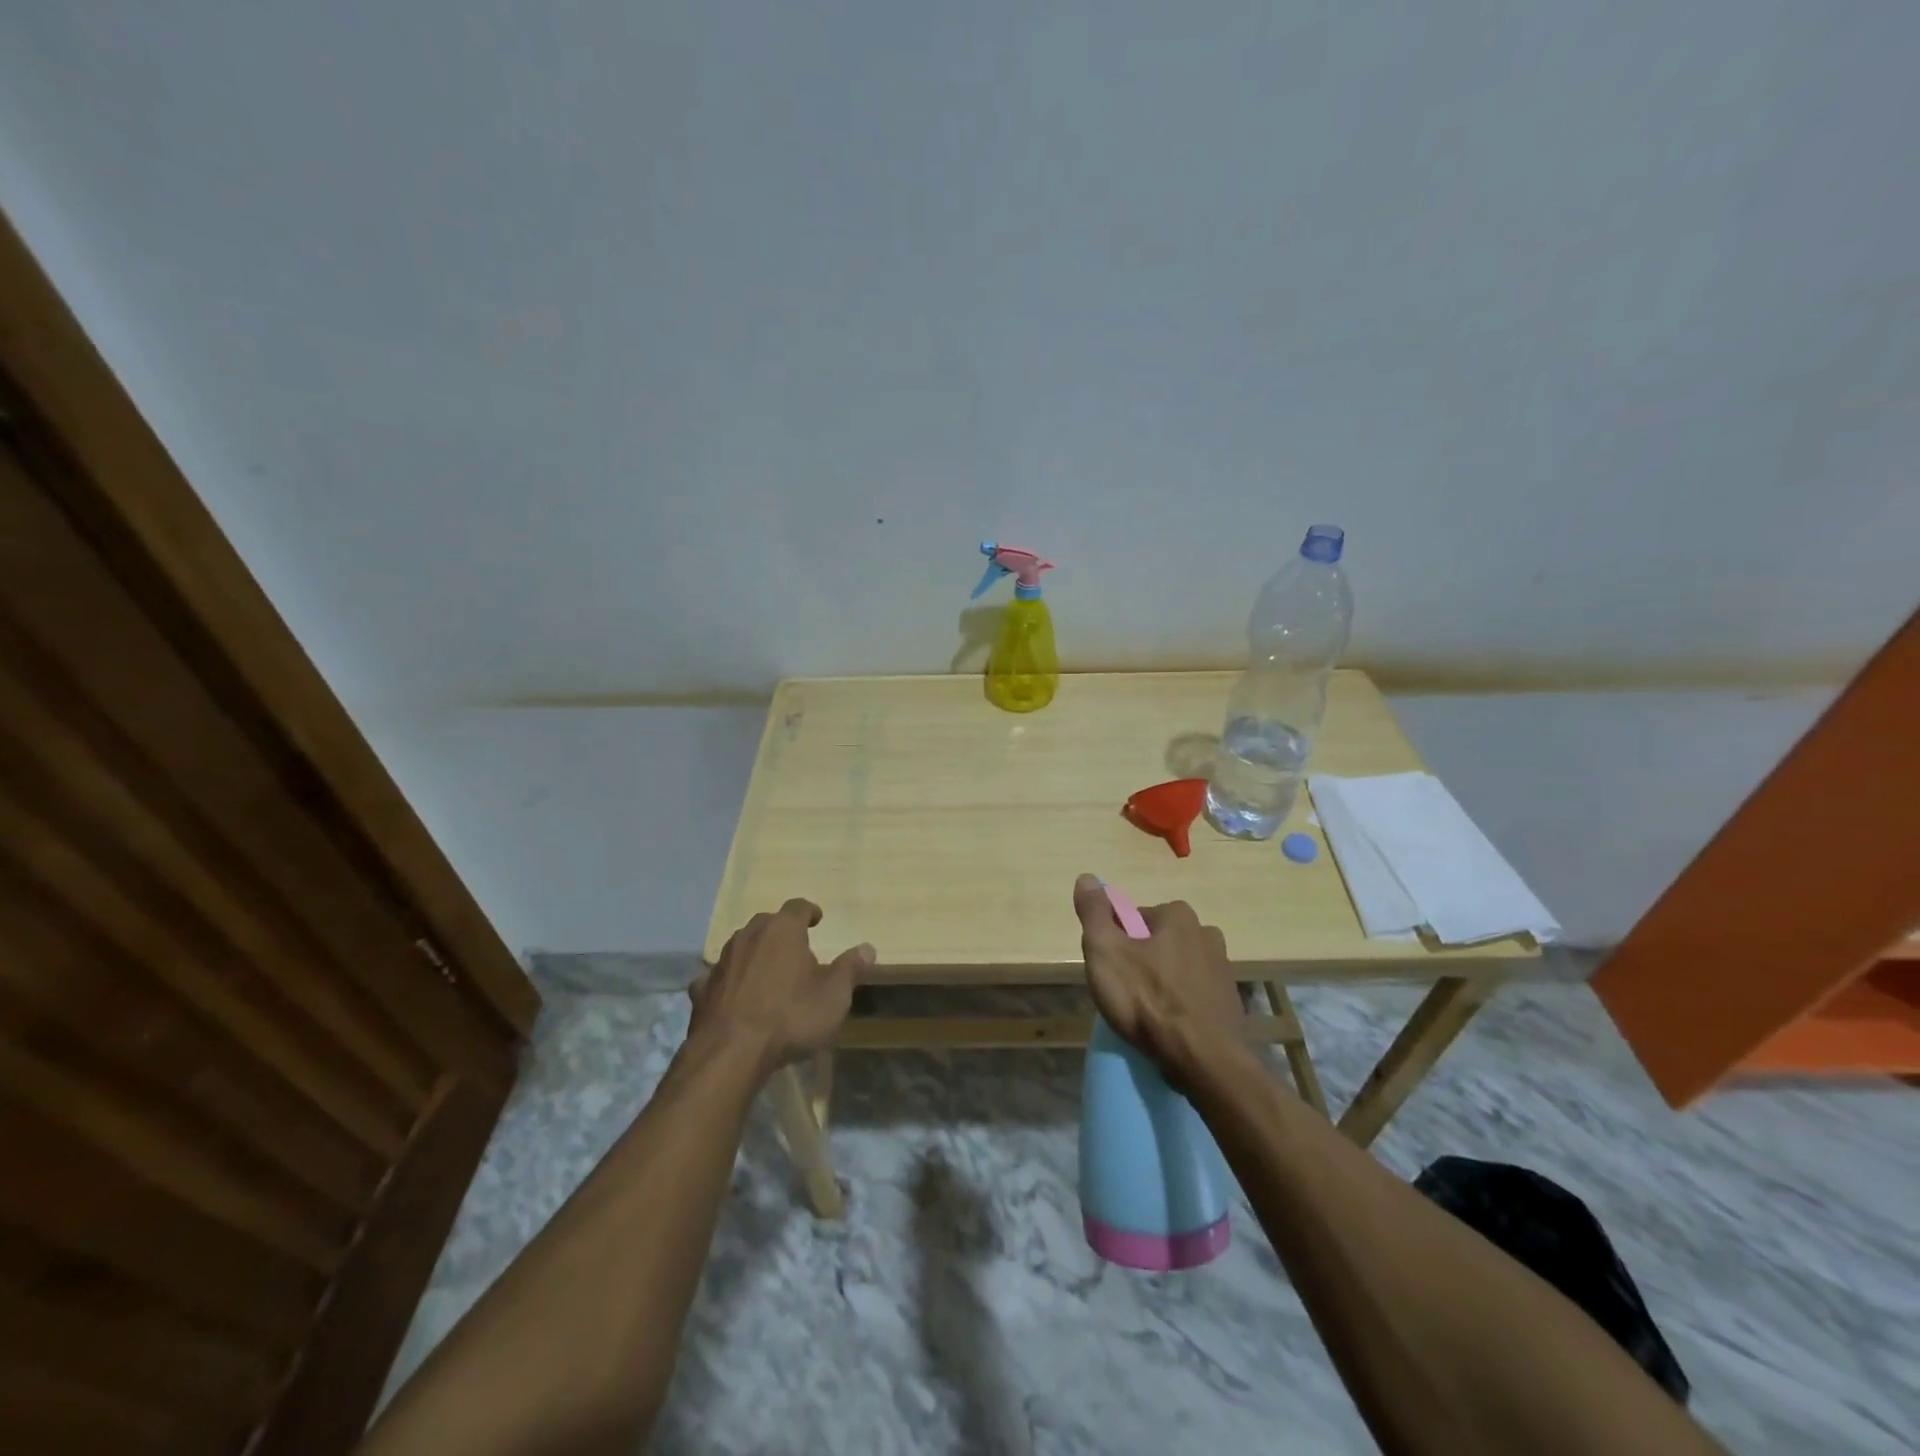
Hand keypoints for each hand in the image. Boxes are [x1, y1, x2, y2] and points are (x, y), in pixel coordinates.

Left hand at [690, 899, 872, 1074]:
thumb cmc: (791, 1016)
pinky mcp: (702, 990)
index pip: (798, 907)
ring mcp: (722, 961)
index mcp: (783, 930)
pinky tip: (733, 995)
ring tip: (767, 971)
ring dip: (754, 953)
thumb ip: (850, 968)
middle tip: (795, 947)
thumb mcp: (834, 995)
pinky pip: (718, 977)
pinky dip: (728, 981)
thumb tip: (867, 948)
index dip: (810, 911)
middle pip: (767, 923)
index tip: (818, 919)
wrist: (731, 1053)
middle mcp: (749, 935)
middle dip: (781, 931)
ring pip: (741, 946)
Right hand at [1072, 874, 1245, 1088]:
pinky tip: (1168, 1026)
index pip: (1134, 918)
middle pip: (1157, 941)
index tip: (1109, 968)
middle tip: (1124, 993)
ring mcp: (1222, 968)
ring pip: (1177, 967)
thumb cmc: (1147, 1000)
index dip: (1116, 941)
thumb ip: (1094, 912)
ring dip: (1161, 982)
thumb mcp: (1105, 951)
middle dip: (1140, 960)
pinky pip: (1194, 993)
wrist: (1203, 1060)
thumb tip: (1087, 877)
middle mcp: (1206, 933)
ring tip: (1146, 1014)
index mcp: (1178, 915)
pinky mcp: (1230, 1001)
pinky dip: (1180, 1003)